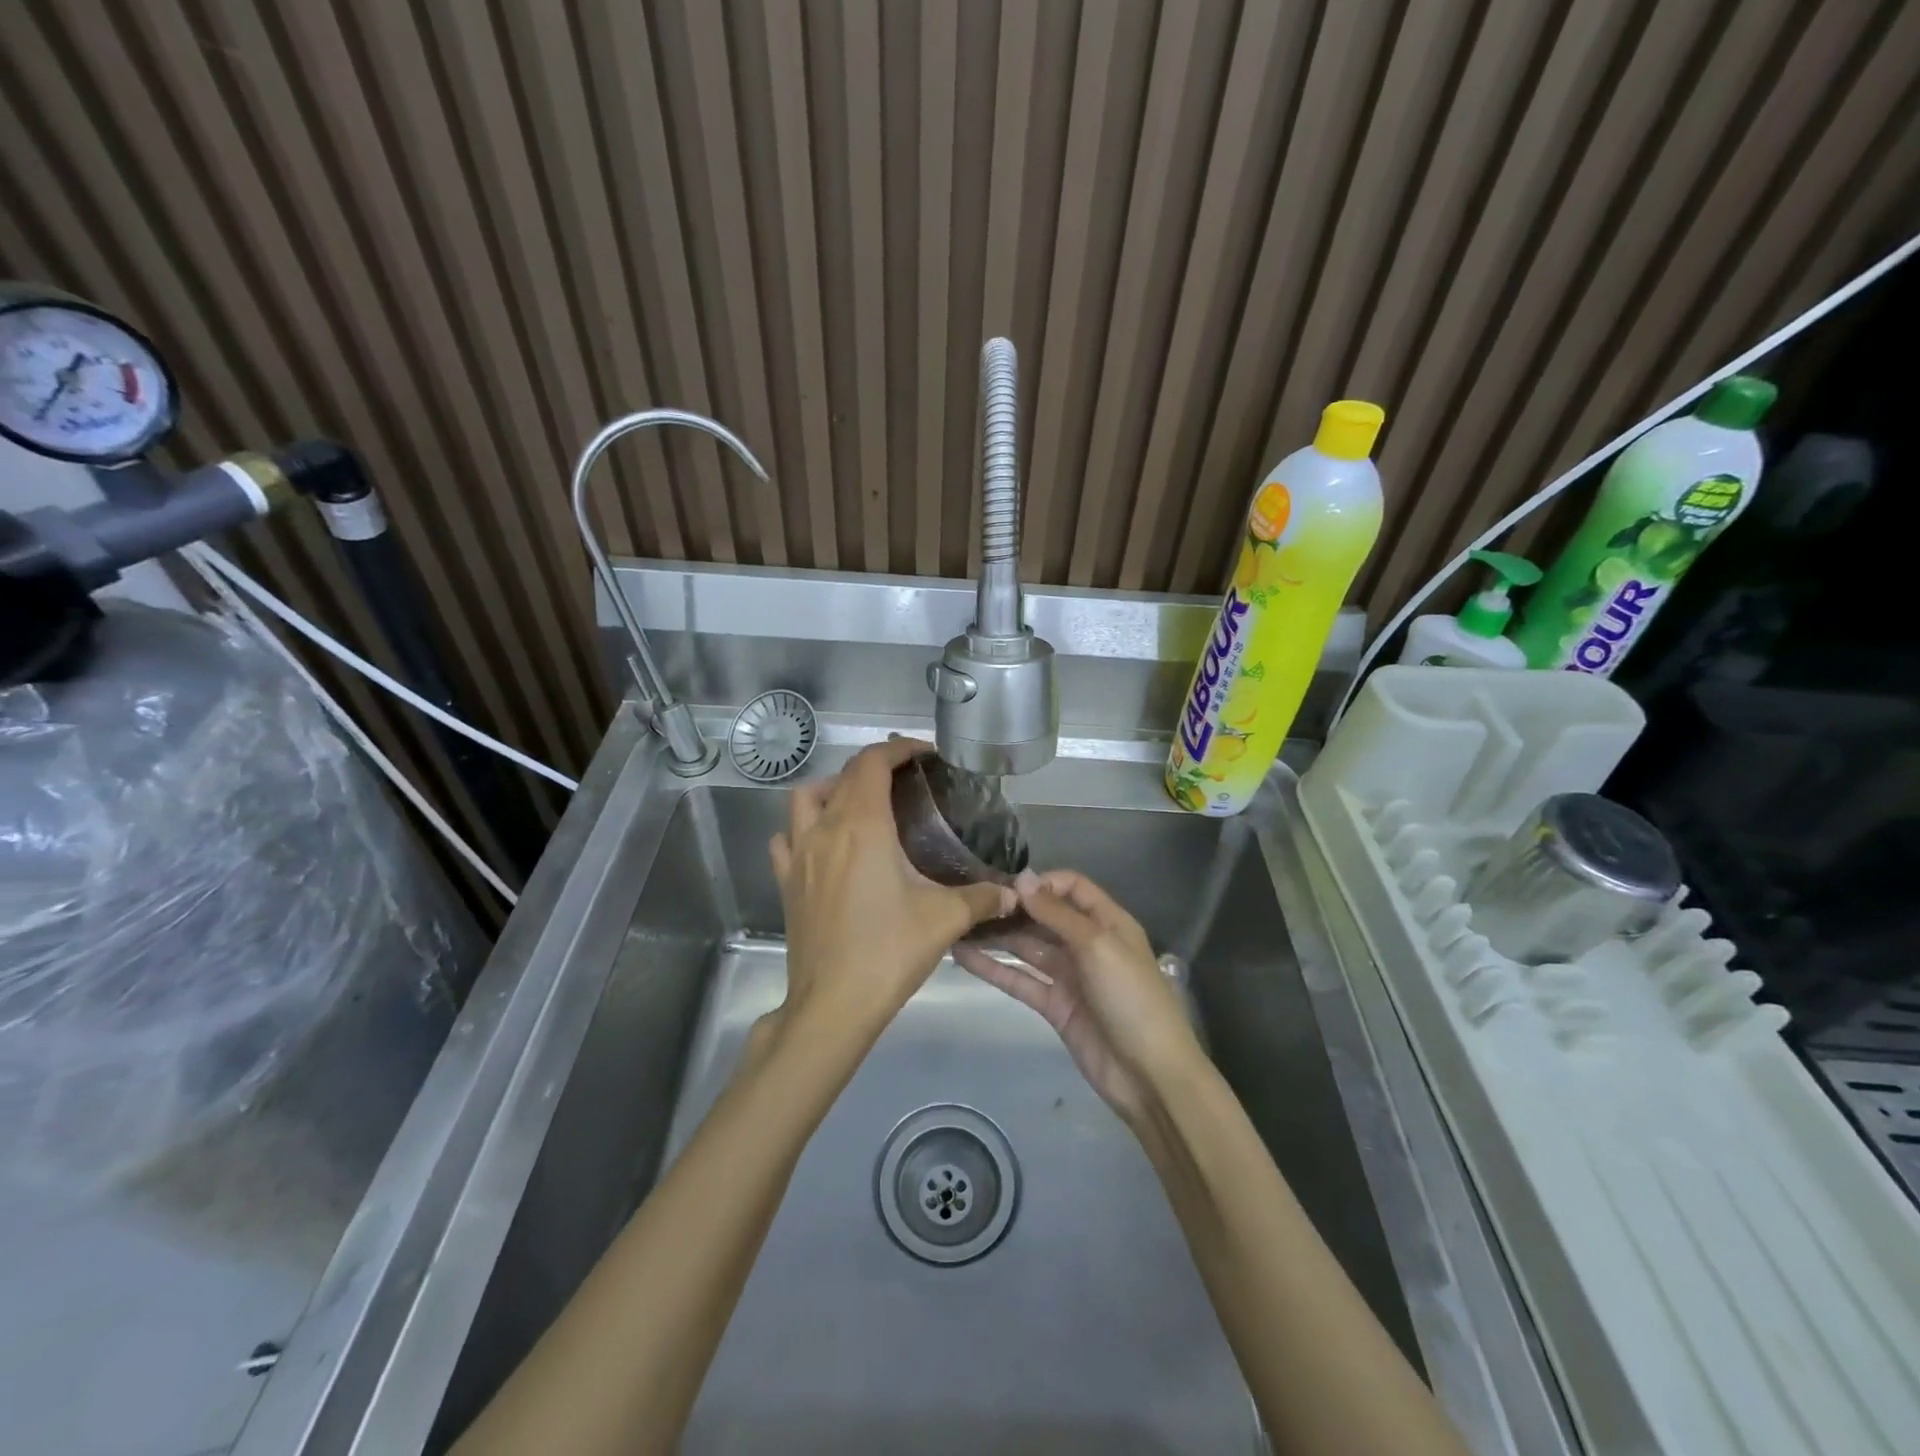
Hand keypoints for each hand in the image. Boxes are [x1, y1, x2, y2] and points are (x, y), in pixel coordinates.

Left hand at [768, 738, 1013, 1043]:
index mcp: (862, 826)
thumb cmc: (888, 951)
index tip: (924, 754)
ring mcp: (799, 855)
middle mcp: (825, 829)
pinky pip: (786, 839)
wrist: (832, 1004)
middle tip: (906, 781)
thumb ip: (982, 897)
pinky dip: (802, 829)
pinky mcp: (787, 883)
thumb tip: (1012, 893)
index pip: (873, 762)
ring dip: (833, 789)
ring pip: (805, 799)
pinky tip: (824, 845)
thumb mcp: (944, 919)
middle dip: (875, 766)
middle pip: (844, 775)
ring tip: (861, 805)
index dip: (898, 748)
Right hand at [955, 870, 1204, 1120]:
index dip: (1041, 883)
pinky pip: (1021, 980)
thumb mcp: (1097, 945)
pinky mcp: (1054, 1005)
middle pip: (1045, 916)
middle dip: (1013, 908)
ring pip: (1028, 948)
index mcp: (1107, 922)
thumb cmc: (1131, 997)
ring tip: (959, 924)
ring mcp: (1069, 975)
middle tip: (972, 902)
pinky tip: (963, 957)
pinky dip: (994, 969)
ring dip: (998, 936)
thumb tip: (1022, 877)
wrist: (1149, 1074)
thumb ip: (1057, 913)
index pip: (1071, 887)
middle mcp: (1087, 943)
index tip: (1007, 887)